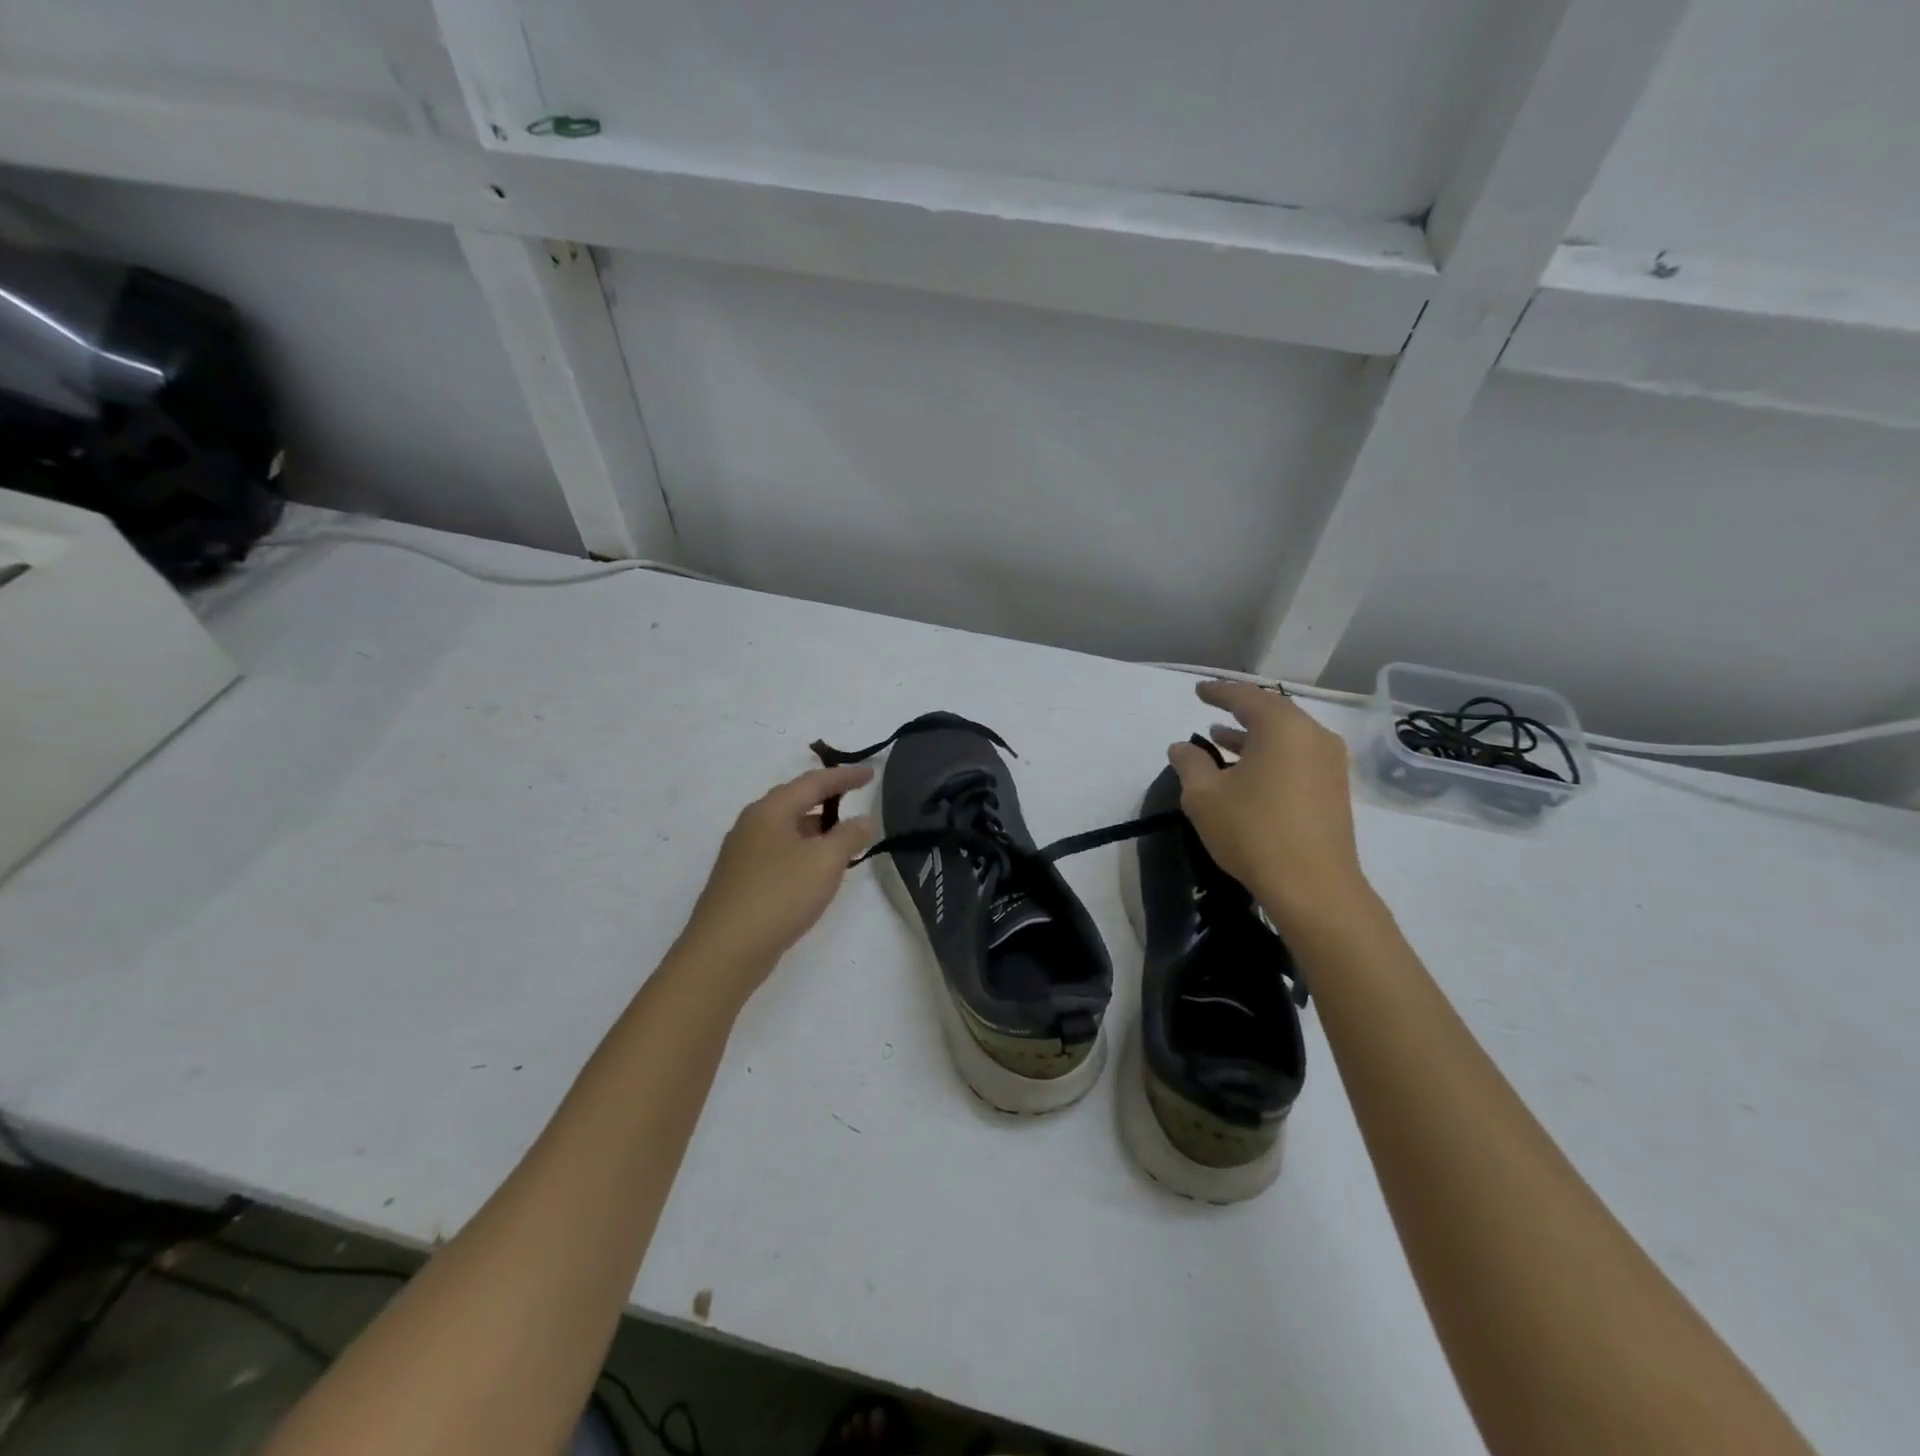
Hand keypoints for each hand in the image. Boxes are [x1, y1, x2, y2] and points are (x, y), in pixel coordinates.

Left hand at [674, 766, 878, 993]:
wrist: (725, 951)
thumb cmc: (779, 895)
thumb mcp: (825, 862)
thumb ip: (849, 836)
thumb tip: (864, 820)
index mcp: (770, 810)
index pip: (814, 782)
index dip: (845, 776)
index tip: (871, 774)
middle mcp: (752, 824)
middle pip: (795, 801)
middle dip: (826, 798)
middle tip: (855, 798)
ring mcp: (742, 854)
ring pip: (786, 828)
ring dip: (816, 827)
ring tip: (842, 836)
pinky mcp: (741, 881)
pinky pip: (779, 852)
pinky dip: (803, 850)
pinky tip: (815, 870)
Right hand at [1167, 681, 1371, 935]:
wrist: (1313, 887)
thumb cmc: (1253, 832)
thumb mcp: (1204, 796)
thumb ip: (1190, 763)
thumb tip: (1181, 747)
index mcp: (1283, 727)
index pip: (1246, 697)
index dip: (1218, 692)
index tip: (1197, 691)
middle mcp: (1313, 736)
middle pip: (1272, 711)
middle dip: (1239, 710)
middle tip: (1211, 709)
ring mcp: (1330, 763)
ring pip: (1286, 736)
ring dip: (1253, 735)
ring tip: (1220, 739)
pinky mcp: (1334, 789)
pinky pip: (1297, 756)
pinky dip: (1270, 754)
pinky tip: (1248, 771)